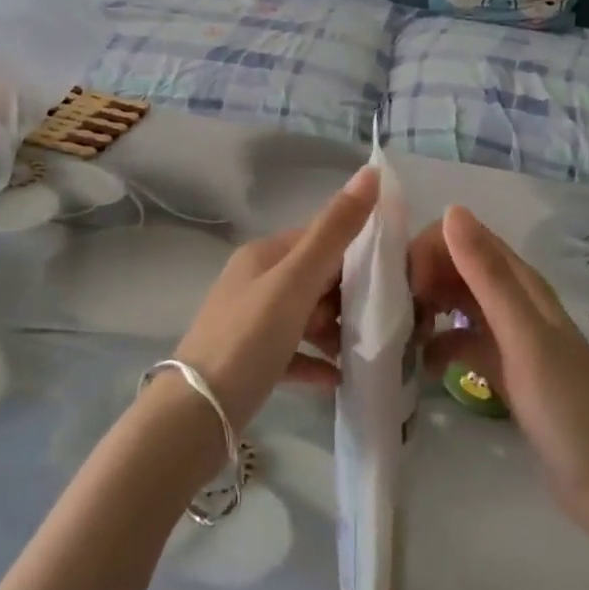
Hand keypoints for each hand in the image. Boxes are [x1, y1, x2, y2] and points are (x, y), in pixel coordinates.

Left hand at [170, 166, 378, 431]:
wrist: (194, 417)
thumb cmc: (249, 338)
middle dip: (349, 294)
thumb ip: (335, 230)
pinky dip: (318, 361)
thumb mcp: (296, 280)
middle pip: (315, 278)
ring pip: (307, 316)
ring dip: (337, 329)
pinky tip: (342, 378)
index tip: (394, 272)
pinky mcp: (252, 363)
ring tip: (368, 347)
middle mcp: (256, 282)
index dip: (356, 249)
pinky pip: (295, 354)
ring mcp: (252, 323)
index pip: (319, 238)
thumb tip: (371, 171)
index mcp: (264, 254)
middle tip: (385, 316)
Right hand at [413, 206, 588, 542]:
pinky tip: (423, 368)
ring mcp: (507, 336)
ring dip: (427, 310)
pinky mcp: (502, 369)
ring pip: (456, 303)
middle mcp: (512, 300)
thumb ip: (487, 275)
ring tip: (401, 338)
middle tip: (396, 315)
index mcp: (520, 282)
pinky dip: (439, 346)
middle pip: (456, 267)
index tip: (404, 285)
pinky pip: (460, 342)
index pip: (464, 237)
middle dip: (422, 279)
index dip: (429, 249)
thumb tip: (451, 210)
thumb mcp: (522, 335)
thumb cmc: (567, 405)